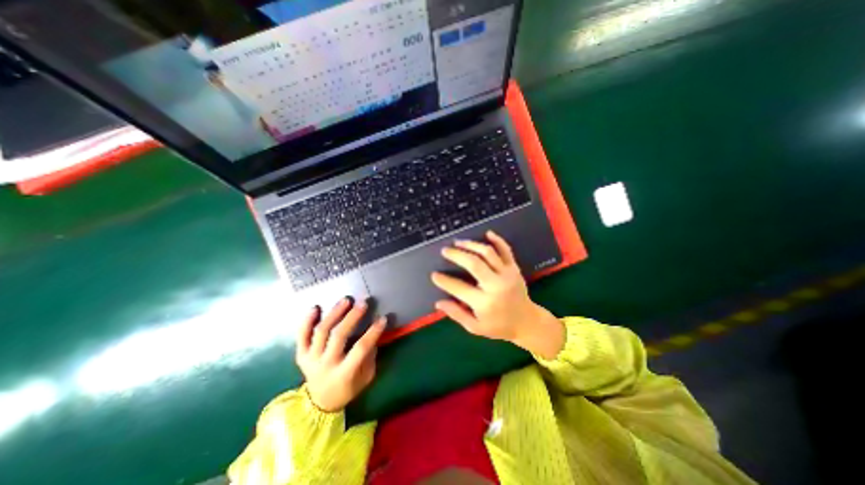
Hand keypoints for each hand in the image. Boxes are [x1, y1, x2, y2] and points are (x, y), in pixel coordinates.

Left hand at [296, 300, 387, 412]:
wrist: (320, 402)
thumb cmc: (348, 388)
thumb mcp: (366, 377)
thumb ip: (370, 357)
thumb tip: (373, 334)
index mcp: (344, 374)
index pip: (360, 349)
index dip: (373, 332)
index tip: (383, 318)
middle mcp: (326, 365)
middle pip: (338, 336)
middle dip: (352, 317)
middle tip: (363, 303)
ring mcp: (311, 359)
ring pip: (321, 332)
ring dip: (334, 313)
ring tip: (346, 300)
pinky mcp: (301, 355)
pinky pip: (301, 336)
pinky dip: (307, 321)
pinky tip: (316, 307)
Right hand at [428, 231, 565, 358]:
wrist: (527, 322)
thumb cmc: (499, 326)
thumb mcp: (475, 327)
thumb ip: (457, 314)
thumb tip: (438, 303)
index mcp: (485, 302)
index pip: (459, 288)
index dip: (444, 281)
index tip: (434, 275)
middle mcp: (496, 285)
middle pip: (474, 263)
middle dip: (456, 255)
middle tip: (445, 251)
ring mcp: (507, 274)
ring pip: (488, 253)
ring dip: (471, 245)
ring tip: (458, 242)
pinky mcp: (514, 268)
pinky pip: (506, 250)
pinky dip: (497, 240)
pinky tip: (487, 233)